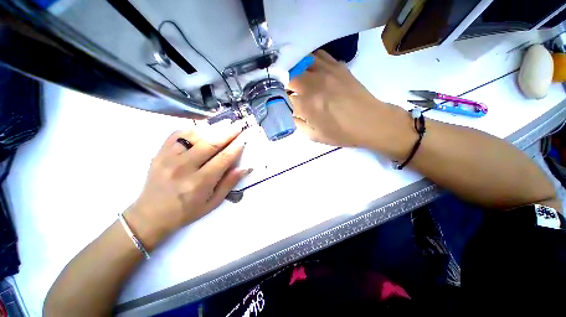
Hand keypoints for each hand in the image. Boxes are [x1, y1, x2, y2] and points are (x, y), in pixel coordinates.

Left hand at [125, 121, 251, 248]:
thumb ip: (228, 184)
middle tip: (238, 125)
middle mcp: (184, 167)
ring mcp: (169, 158)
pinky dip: (192, 129)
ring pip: (194, 136)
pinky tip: (202, 128)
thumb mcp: (212, 203)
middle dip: (228, 133)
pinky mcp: (160, 153)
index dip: (235, 147)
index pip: (223, 159)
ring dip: (212, 128)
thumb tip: (244, 168)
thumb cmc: (186, 211)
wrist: (150, 214)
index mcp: (200, 182)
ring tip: (224, 124)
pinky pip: (177, 135)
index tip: (243, 139)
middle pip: (210, 144)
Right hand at [289, 50, 400, 148]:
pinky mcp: (338, 66)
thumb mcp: (315, 136)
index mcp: (307, 105)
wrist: (371, 122)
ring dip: (294, 69)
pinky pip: (318, 55)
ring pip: (301, 61)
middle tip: (283, 89)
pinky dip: (308, 60)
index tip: (280, 103)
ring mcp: (326, 72)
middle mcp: (314, 84)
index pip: (284, 97)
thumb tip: (289, 113)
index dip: (279, 100)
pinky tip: (308, 68)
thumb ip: (298, 124)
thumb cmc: (342, 133)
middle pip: (289, 74)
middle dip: (283, 82)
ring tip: (292, 76)